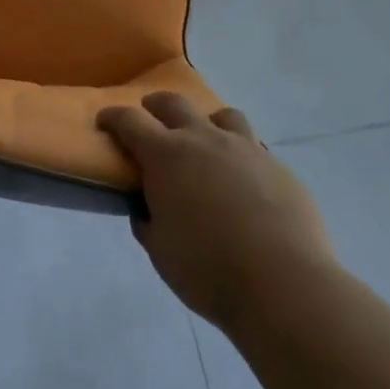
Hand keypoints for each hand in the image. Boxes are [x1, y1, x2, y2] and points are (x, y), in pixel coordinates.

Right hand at [98, 92, 332, 331]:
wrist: (284, 285)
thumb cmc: (208, 270)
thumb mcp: (161, 251)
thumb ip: (148, 222)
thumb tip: (147, 209)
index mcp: (166, 155)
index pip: (129, 121)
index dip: (113, 117)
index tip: (105, 121)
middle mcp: (203, 139)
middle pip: (174, 103)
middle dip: (156, 106)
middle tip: (150, 118)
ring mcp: (245, 148)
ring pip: (222, 115)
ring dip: (207, 123)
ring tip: (207, 145)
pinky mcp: (278, 167)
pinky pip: (255, 149)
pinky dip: (241, 157)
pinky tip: (245, 184)